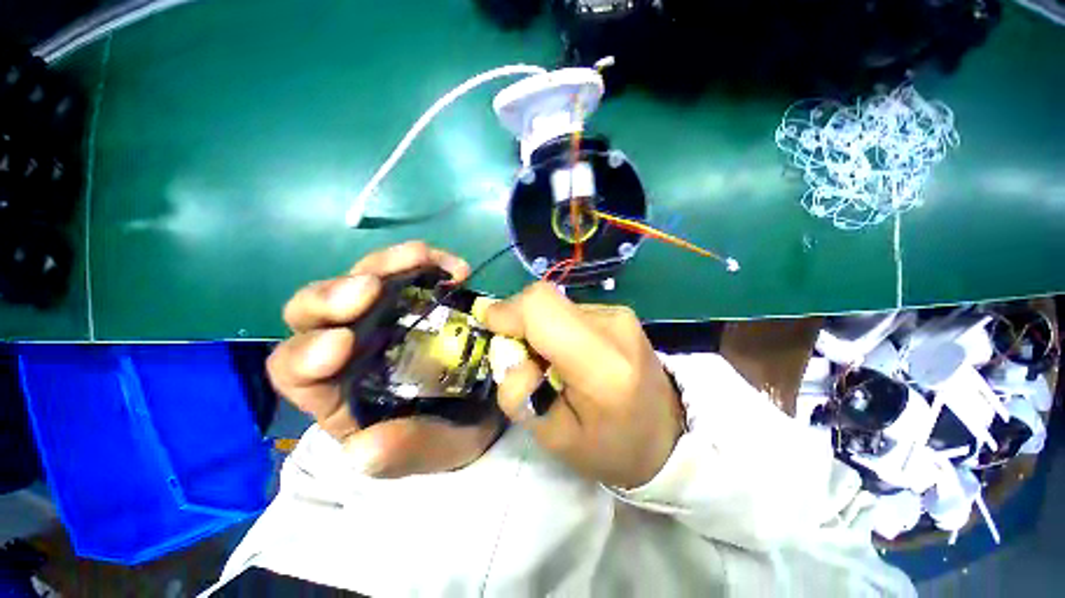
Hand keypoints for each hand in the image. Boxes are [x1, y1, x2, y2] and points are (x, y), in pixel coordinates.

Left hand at [267, 241, 503, 476]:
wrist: (487, 404)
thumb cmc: (452, 432)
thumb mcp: (431, 452)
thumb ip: (399, 455)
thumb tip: (361, 448)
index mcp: (339, 392)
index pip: (295, 370)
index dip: (308, 353)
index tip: (343, 345)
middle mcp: (352, 345)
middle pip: (315, 311)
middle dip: (334, 296)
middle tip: (372, 287)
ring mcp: (385, 314)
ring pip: (364, 277)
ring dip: (388, 264)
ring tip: (424, 259)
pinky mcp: (418, 296)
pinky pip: (411, 270)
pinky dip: (429, 263)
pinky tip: (456, 270)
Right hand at [481, 282, 683, 488]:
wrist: (668, 434)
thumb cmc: (611, 448)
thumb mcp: (554, 438)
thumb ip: (519, 393)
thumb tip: (508, 350)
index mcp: (601, 366)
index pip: (542, 309)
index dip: (507, 311)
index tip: (490, 328)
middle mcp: (614, 326)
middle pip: (544, 299)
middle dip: (518, 322)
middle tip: (522, 358)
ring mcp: (620, 314)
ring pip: (555, 304)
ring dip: (538, 329)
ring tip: (551, 363)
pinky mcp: (619, 312)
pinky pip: (570, 310)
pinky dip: (557, 328)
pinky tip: (570, 355)